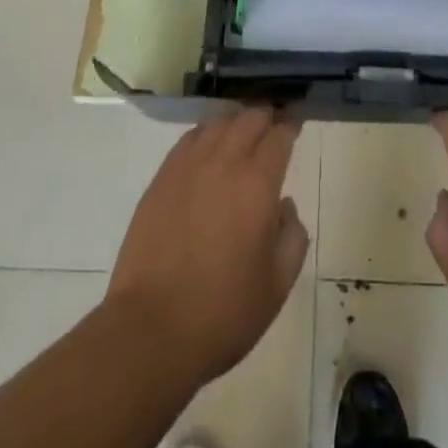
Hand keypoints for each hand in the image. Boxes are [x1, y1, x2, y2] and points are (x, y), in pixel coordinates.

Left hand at [104, 107, 308, 386]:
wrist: (152, 331)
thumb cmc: (223, 313)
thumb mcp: (277, 286)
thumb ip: (293, 238)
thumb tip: (284, 207)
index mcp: (258, 185)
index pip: (279, 136)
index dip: (291, 126)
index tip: (295, 125)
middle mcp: (225, 163)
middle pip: (249, 119)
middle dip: (266, 117)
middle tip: (273, 126)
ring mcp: (189, 167)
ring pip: (219, 123)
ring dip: (236, 123)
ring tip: (242, 134)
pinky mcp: (162, 178)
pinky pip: (190, 139)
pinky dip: (206, 134)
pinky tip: (209, 147)